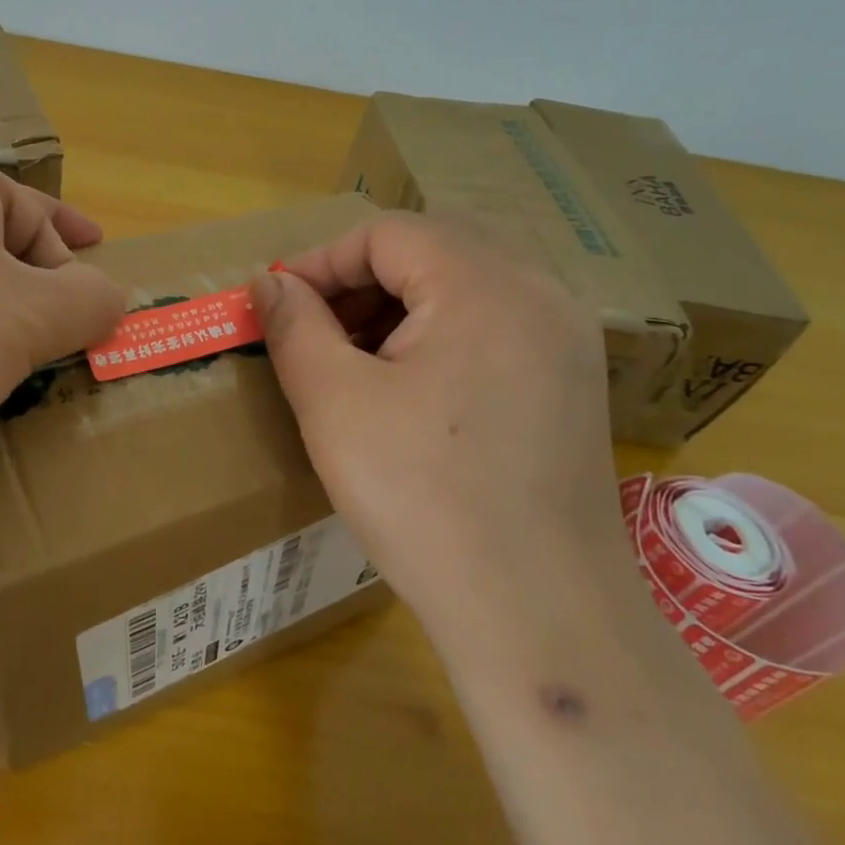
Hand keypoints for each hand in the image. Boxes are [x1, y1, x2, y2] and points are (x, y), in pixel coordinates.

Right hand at [247, 210, 632, 639]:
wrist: (538, 612)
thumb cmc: (423, 497)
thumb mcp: (334, 403)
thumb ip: (295, 326)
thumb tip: (270, 282)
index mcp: (484, 284)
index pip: (388, 232)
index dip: (323, 260)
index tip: (281, 305)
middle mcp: (540, 292)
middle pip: (433, 246)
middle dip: (362, 277)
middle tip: (317, 326)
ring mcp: (567, 337)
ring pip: (468, 281)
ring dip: (402, 302)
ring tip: (357, 357)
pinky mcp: (574, 380)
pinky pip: (498, 321)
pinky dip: (444, 330)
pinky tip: (414, 385)